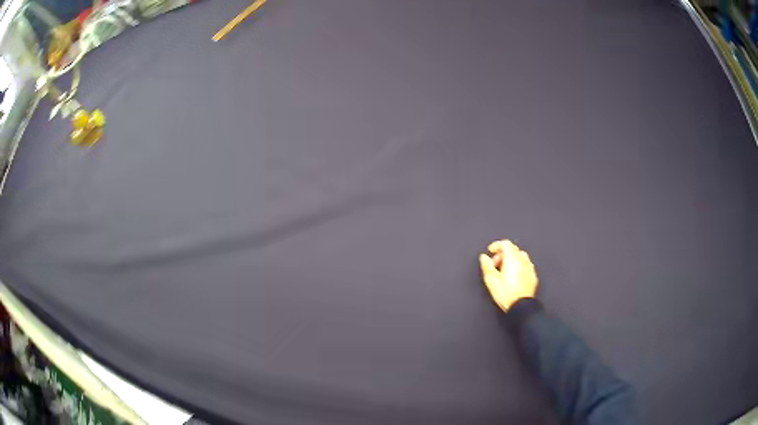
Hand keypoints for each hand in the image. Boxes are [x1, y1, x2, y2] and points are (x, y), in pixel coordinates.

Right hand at [479, 240, 538, 311]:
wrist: (521, 306)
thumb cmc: (505, 293)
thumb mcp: (491, 280)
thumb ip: (486, 265)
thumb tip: (484, 257)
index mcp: (512, 258)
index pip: (506, 244)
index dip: (496, 245)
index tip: (490, 252)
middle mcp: (523, 260)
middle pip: (513, 249)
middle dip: (502, 253)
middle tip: (495, 264)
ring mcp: (530, 267)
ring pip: (520, 256)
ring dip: (511, 259)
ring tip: (504, 270)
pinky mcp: (533, 275)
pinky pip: (525, 265)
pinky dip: (518, 266)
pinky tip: (514, 276)